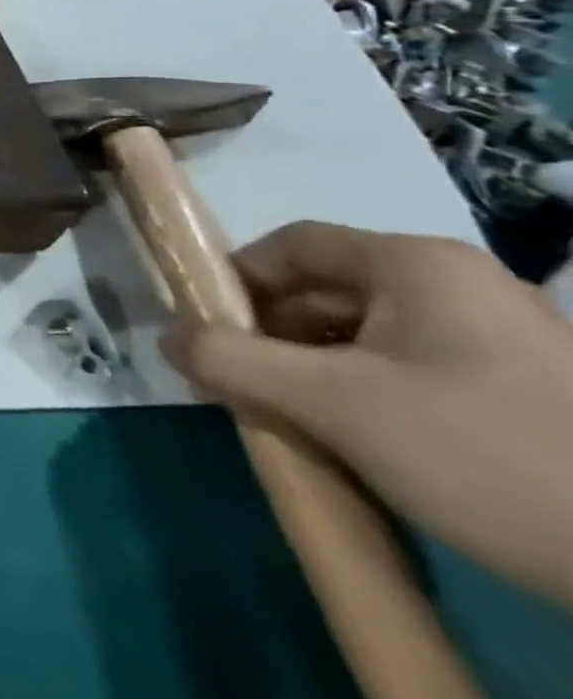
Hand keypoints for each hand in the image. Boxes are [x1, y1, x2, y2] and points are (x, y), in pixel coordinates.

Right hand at [168, 221, 572, 604]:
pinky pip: (418, 371)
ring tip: (296, 419)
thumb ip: (231, 360)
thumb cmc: (486, 455)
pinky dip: (370, 394)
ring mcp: (505, 339)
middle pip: (328, 289)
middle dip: (274, 334)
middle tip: (242, 383)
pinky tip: (363, 443)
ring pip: (371, 334)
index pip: (291, 244)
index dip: (235, 279)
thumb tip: (165, 338)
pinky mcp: (533, 393)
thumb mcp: (335, 404)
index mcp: (416, 263)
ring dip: (317, 368)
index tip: (206, 330)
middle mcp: (460, 284)